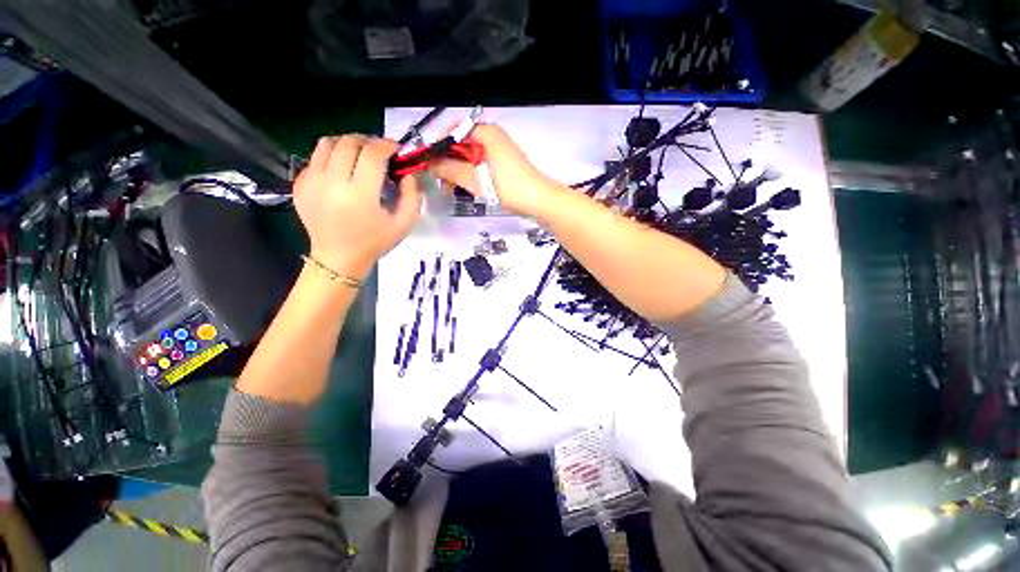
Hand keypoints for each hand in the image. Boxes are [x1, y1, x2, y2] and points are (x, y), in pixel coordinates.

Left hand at [293, 135, 420, 278]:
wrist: (338, 258)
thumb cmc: (375, 242)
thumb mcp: (404, 224)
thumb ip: (412, 196)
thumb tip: (408, 172)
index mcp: (360, 195)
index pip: (372, 154)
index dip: (387, 145)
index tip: (396, 149)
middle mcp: (332, 183)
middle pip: (349, 143)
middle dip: (368, 141)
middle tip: (379, 153)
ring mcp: (311, 182)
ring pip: (328, 143)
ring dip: (348, 144)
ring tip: (359, 156)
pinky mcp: (299, 184)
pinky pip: (316, 158)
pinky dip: (332, 157)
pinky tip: (343, 172)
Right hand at [430, 124, 561, 216]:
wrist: (538, 200)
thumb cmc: (506, 186)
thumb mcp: (474, 179)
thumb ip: (449, 169)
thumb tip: (429, 164)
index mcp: (485, 133)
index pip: (453, 132)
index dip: (439, 148)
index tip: (429, 165)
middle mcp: (492, 137)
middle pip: (462, 145)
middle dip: (448, 163)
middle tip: (441, 182)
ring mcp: (499, 151)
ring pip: (471, 157)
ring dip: (459, 172)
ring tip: (451, 189)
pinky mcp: (504, 164)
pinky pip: (481, 165)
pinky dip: (472, 175)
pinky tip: (466, 188)